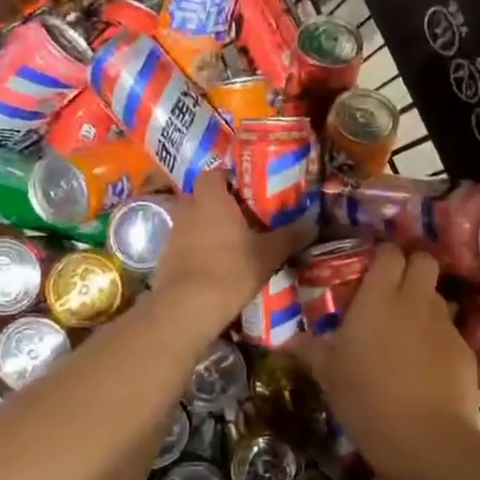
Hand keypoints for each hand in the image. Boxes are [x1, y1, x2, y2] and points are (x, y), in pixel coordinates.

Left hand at [150, 170, 312, 332]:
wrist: (188, 306)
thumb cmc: (231, 269)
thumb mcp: (269, 253)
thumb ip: (291, 236)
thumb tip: (313, 224)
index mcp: (211, 199)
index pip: (214, 173)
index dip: (229, 178)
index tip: (248, 190)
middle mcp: (188, 209)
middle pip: (203, 197)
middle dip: (221, 205)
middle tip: (245, 217)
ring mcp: (173, 234)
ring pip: (194, 222)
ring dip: (209, 228)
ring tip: (233, 243)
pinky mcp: (166, 258)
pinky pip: (186, 245)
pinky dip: (199, 250)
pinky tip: (216, 266)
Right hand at [289, 245, 479, 479]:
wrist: (425, 439)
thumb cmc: (366, 400)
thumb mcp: (330, 375)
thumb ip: (311, 350)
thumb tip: (287, 340)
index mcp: (378, 298)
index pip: (389, 254)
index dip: (384, 255)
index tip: (373, 267)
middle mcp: (415, 301)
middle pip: (424, 261)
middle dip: (414, 265)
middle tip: (396, 287)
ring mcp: (444, 324)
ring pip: (438, 297)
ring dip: (425, 304)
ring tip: (409, 330)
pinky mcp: (465, 350)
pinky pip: (450, 332)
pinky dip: (438, 339)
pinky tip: (427, 366)